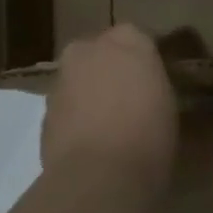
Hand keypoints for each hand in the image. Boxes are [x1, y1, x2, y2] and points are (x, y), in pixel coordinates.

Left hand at [42, 25, 177, 191]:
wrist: (99, 174)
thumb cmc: (149, 134)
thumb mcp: (168, 104)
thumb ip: (152, 85)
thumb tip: (146, 89)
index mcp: (128, 41)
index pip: (138, 38)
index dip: (144, 59)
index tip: (154, 79)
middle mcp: (89, 49)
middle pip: (101, 52)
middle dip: (111, 69)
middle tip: (130, 98)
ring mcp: (61, 78)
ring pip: (80, 79)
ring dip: (91, 93)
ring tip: (110, 124)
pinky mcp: (44, 110)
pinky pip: (67, 106)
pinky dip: (76, 116)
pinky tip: (92, 141)